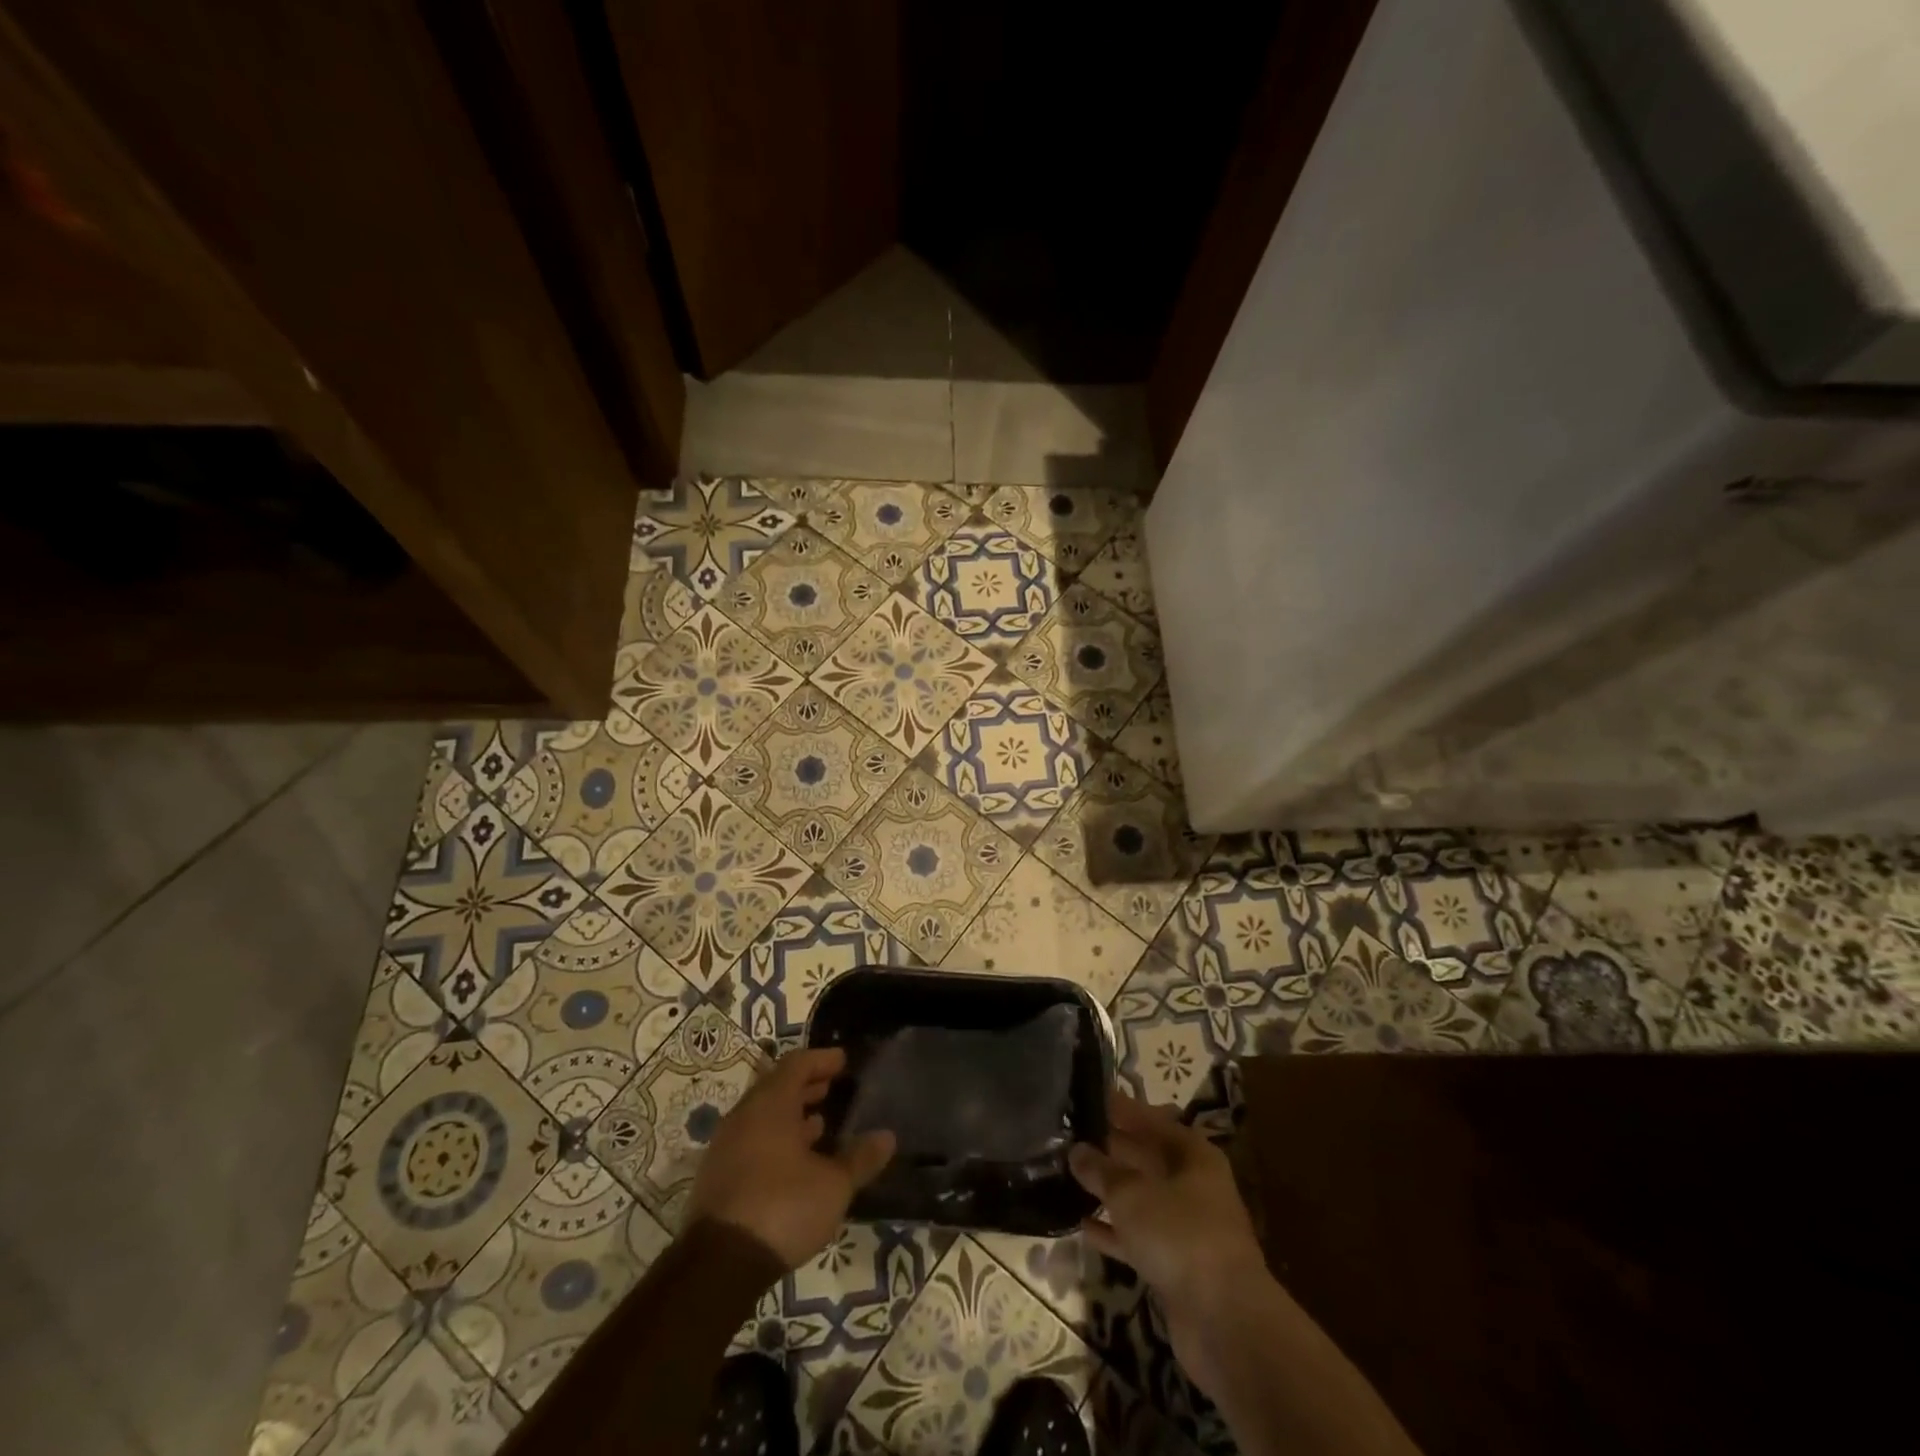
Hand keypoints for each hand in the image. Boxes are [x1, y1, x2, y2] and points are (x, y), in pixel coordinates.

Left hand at [688, 1046, 894, 1268]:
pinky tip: (794, 1162)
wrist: (719, 1265)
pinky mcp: (717, 1176)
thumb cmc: (782, 1208)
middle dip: (805, 1086)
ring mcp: (726, 1146)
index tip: (843, 1061)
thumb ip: (860, 1159)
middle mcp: (744, 1116)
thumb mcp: (833, 1186)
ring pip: (762, 1116)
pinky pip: (750, 1141)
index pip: (797, 1064)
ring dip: (790, 1114)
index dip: (821, 1060)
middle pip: (776, 1087)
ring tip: (818, 1124)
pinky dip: (774, 1139)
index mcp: (771, 1104)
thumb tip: (887, 1137)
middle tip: (831, 1088)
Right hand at [1070, 1090, 1272, 1389]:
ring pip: (1142, 1198)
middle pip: (1148, 1157)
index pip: (1152, 1119)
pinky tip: (1082, 1227)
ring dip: (1110, 1190)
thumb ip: (1101, 1170)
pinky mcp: (1176, 1267)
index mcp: (1193, 1155)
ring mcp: (1187, 1228)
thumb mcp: (1132, 1193)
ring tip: (1071, 1175)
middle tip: (1072, 1134)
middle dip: (1113, 1147)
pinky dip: (1114, 1232)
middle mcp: (1194, 1185)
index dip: (1123, 1108)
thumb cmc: (1180, 1235)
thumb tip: (1077, 1150)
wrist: (1224, 1322)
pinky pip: (1139, 1238)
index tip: (1091, 1096)